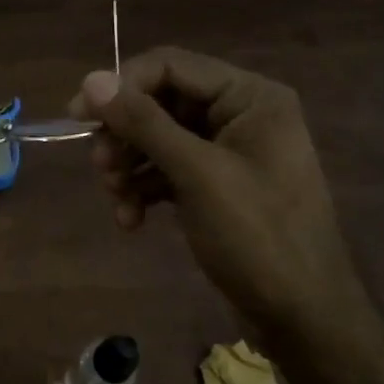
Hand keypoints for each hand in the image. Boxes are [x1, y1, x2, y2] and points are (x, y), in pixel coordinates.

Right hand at [68, 48, 369, 343]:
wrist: (304, 318)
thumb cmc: (258, 237)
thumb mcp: (197, 175)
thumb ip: (144, 123)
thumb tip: (91, 79)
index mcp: (250, 97)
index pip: (171, 66)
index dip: (121, 86)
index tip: (79, 116)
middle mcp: (240, 114)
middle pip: (161, 103)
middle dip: (125, 135)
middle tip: (101, 167)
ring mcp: (229, 152)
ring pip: (159, 139)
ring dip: (130, 166)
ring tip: (116, 198)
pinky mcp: (217, 185)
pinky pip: (168, 171)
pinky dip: (145, 190)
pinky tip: (131, 220)